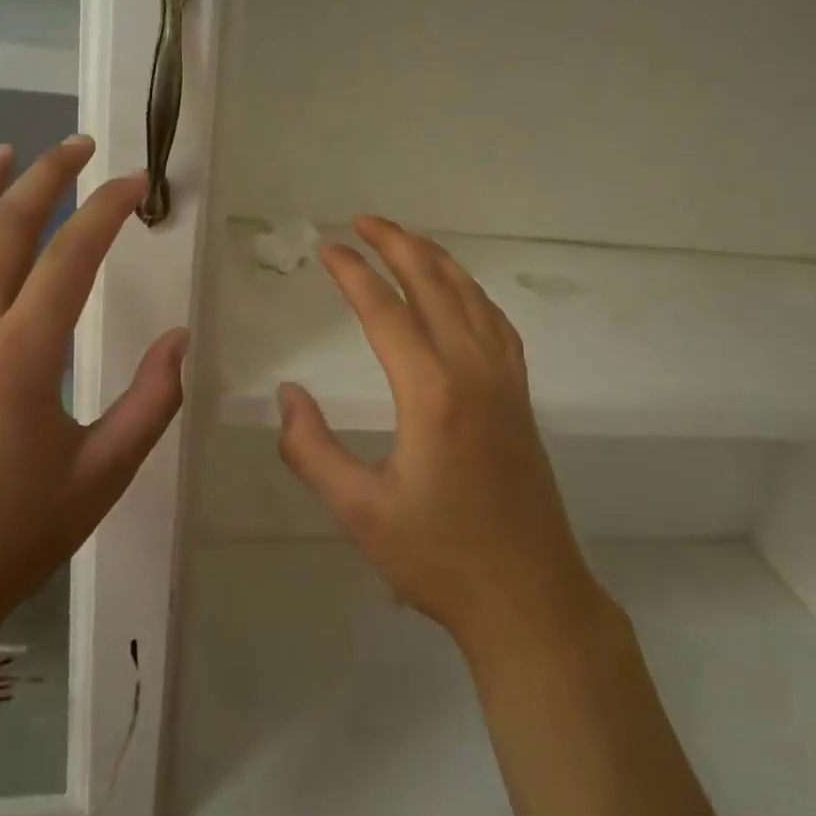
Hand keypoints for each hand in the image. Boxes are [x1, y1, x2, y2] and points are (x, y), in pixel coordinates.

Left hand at [0, 136, 188, 658]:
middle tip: (79, 146)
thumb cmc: (14, 535)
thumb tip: (180, 338)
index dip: (107, 209)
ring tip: (6, 153)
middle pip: (4, 228)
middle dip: (46, 177)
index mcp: (22, 357)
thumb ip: (152, 401)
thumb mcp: (104, 474)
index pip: (71, 256)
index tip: (137, 182)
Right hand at [275, 216, 601, 653]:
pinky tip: (459, 293)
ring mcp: (505, 380)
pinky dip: (471, 292)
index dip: (354, 274)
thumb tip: (287, 396)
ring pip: (472, 296)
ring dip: (436, 260)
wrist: (528, 594)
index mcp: (433, 394)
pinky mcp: (521, 396)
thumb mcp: (359, 512)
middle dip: (398, 244)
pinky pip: (496, 323)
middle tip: (363, 221)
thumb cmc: (438, 558)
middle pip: (435, 285)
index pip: (386, 312)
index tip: (329, 249)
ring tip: (405, 240)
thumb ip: (312, 450)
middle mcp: (474, 371)